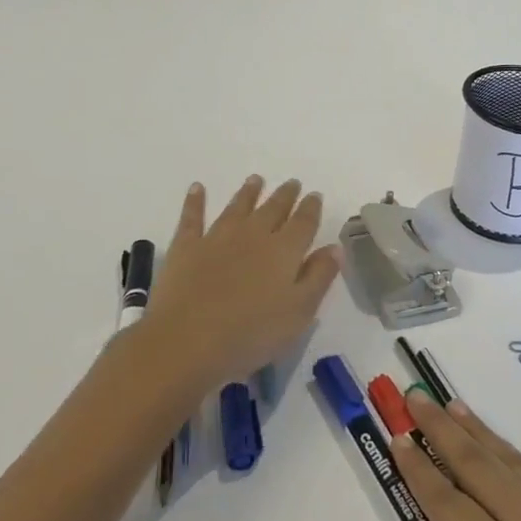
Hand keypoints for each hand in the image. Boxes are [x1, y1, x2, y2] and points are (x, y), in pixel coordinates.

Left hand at [141, 176, 340, 389]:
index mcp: (284, 250)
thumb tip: (334, 247)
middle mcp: (253, 235)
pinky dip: (195, 201)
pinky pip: (192, 217)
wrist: (186, 341)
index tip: (315, 195)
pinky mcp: (186, 247)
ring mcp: (217, 237)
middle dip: (285, 195)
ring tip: (256, 179)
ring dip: (248, 192)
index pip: (303, 222)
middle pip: (273, 208)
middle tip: (292, 183)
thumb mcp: (299, 313)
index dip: (311, 207)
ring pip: (237, 207)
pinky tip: (197, 188)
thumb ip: (319, 277)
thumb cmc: (251, 334)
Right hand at [394, 393, 520, 520]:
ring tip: (449, 405)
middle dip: (440, 429)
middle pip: (475, 464)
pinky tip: (500, 447)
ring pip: (506, 458)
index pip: (449, 504)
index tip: (398, 438)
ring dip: (473, 429)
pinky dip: (506, 448)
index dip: (420, 470)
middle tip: (413, 397)